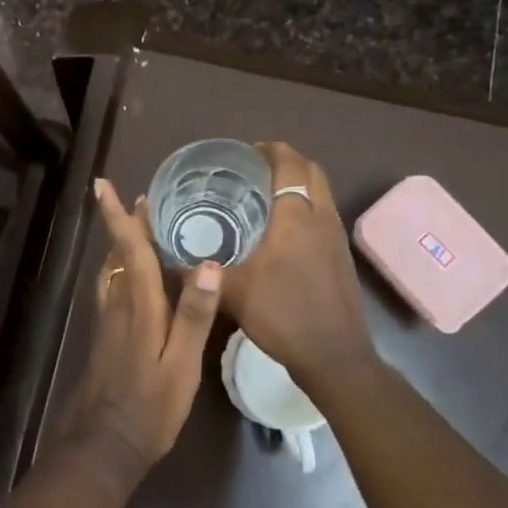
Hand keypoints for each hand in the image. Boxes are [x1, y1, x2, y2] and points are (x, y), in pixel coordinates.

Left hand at [66, 180, 223, 473]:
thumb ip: (194, 314)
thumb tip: (211, 263)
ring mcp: (109, 322)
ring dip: (124, 247)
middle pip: (120, 256)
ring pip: (113, 272)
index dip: (117, 217)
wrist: (105, 444)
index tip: (102, 185)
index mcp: (138, 306)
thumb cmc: (149, 406)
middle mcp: (119, 306)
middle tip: (141, 200)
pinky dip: (124, 271)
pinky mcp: (108, 338)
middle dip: (126, 225)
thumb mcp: (181, 364)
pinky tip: (137, 280)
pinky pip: (115, 290)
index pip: (129, 250)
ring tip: (141, 230)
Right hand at [221, 142, 375, 394]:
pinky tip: (281, 231)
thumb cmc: (282, 314)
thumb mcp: (232, 292)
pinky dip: (305, 206)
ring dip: (298, 184)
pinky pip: (323, 213)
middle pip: (311, 171)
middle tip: (252, 170)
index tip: (245, 151)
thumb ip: (201, 272)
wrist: (334, 356)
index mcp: (296, 216)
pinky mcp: (340, 256)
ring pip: (321, 192)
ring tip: (263, 195)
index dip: (270, 150)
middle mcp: (321, 217)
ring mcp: (336, 237)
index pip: (289, 164)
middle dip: (285, 161)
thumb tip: (166, 258)